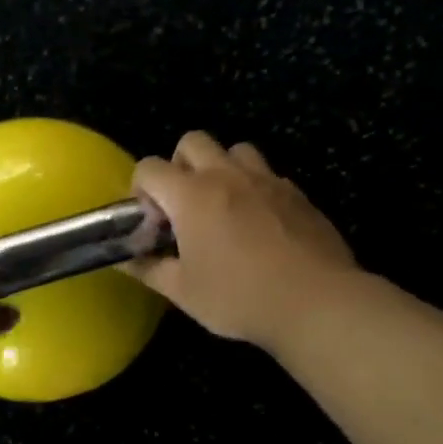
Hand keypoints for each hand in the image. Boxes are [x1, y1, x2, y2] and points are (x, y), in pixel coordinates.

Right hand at [126, 131, 361, 347]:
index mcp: (191, 195)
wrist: (316, 302)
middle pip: (193, 141)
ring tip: (223, 206)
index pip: (149, 167)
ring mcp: (266, 180)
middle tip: (183, 204)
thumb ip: (149, 269)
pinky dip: (254, 188)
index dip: (141, 189)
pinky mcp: (297, 194)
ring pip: (236, 150)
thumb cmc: (239, 297)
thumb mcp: (183, 292)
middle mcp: (226, 176)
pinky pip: (268, 174)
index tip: (151, 220)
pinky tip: (258, 224)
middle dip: (179, 164)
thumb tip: (126, 261)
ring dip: (221, 168)